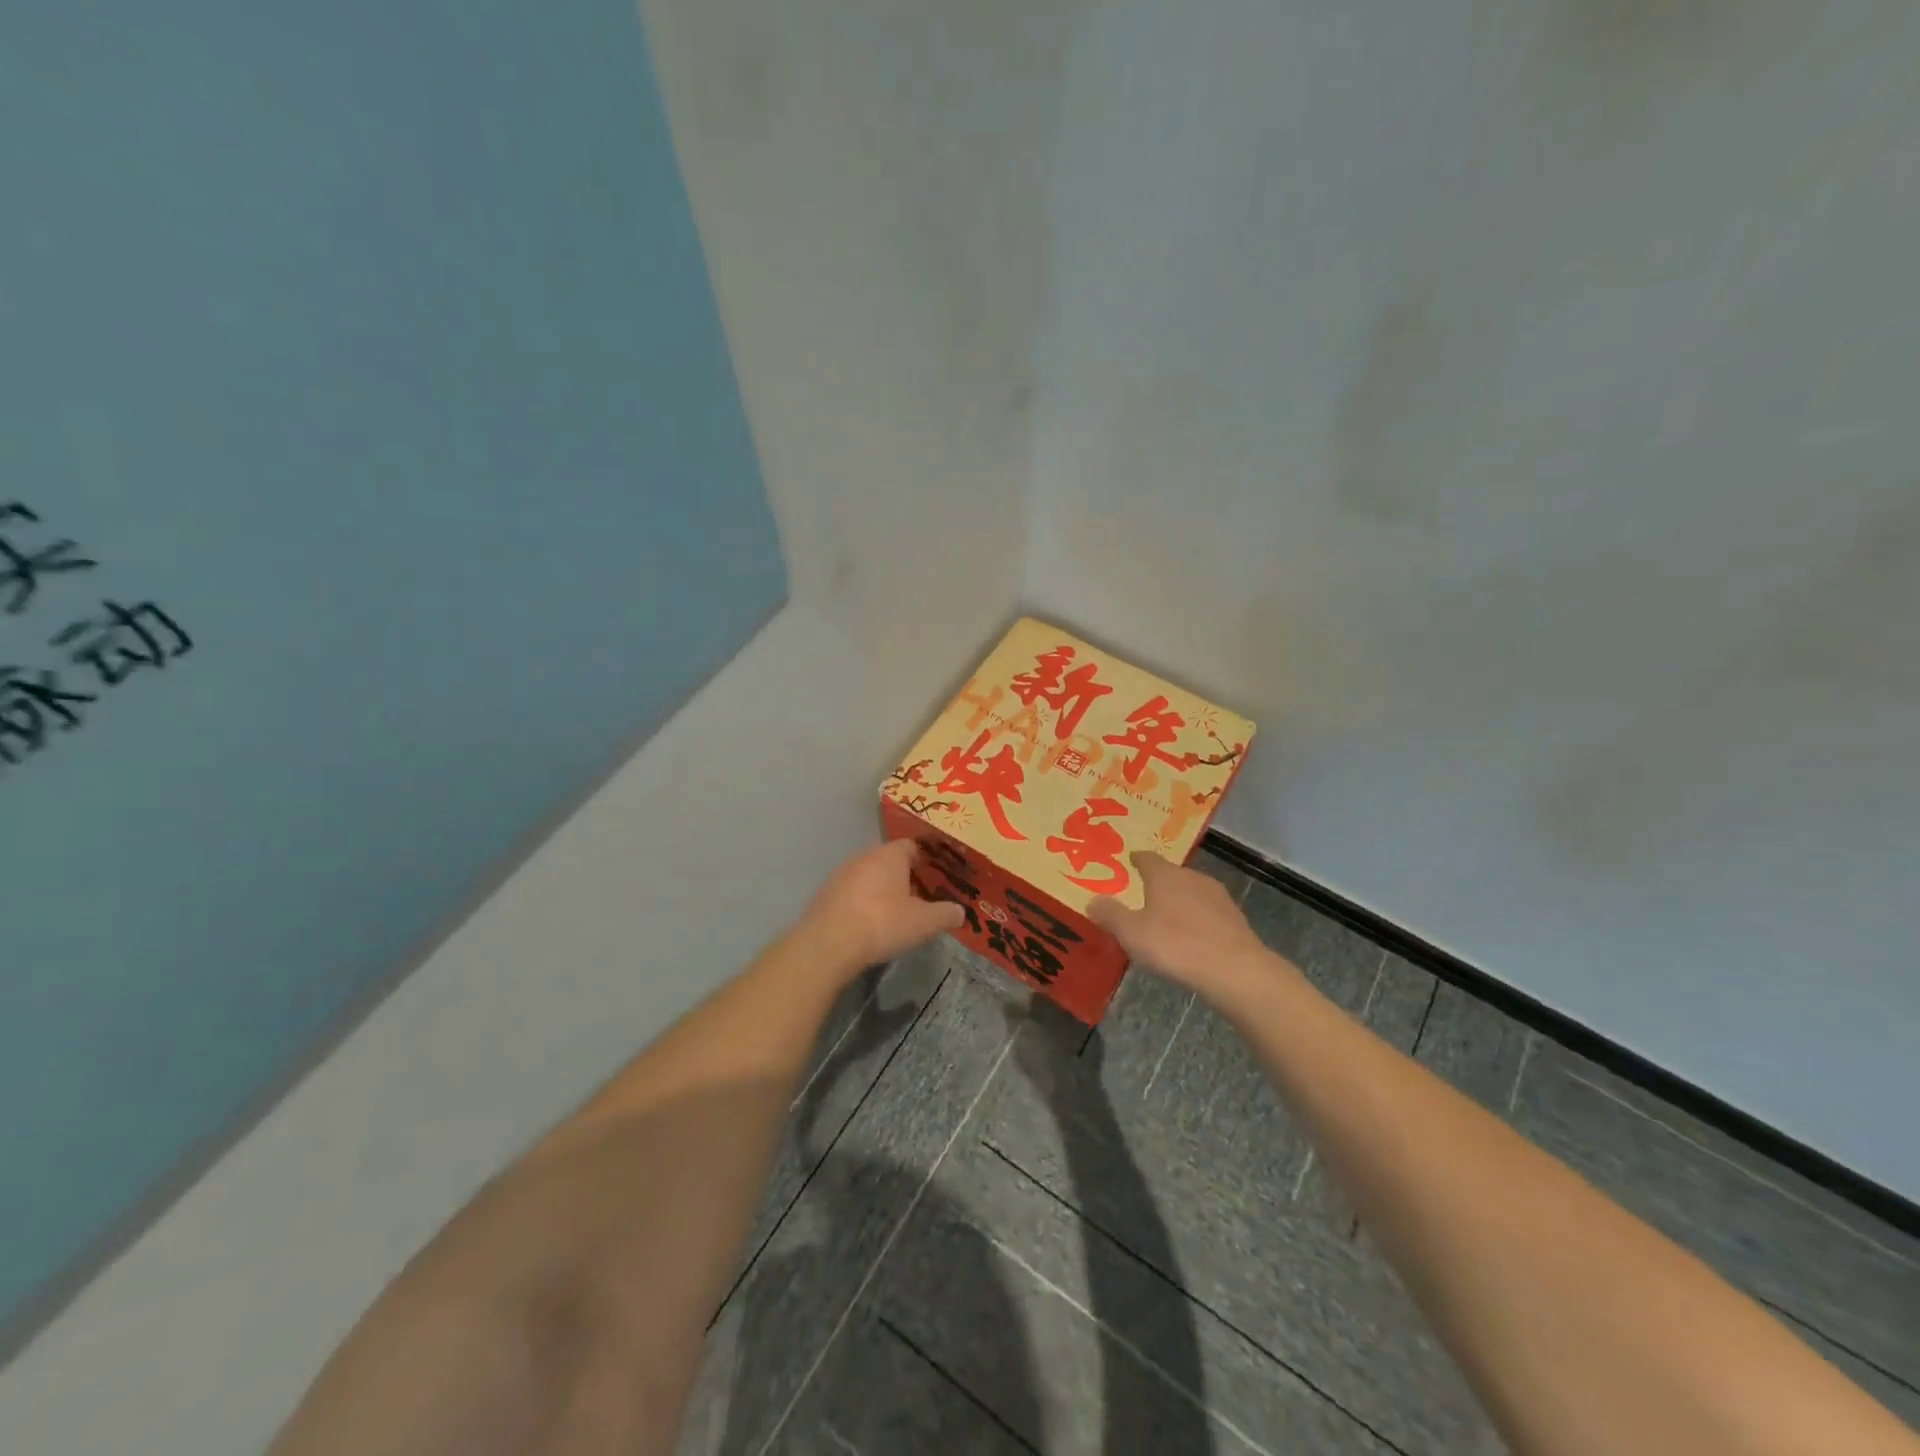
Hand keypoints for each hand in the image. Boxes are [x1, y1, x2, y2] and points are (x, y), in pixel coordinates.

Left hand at [797, 839, 965, 974]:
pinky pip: (852, 891)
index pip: (912, 845)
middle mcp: (865, 856)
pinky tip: (870, 923)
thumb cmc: (883, 923)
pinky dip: (863, 902)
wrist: (829, 943)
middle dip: (905, 876)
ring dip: (882, 889)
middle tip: (921, 897)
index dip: (927, 860)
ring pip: (870, 875)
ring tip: (896, 912)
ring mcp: (842, 873)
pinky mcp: (826, 893)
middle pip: (890, 860)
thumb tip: (960, 911)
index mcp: (890, 855)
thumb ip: (945, 914)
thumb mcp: (923, 922)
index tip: (937, 877)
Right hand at [1089, 852, 1291, 1006]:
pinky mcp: (1235, 919)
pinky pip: (1208, 913)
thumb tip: (1092, 900)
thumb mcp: (1131, 933)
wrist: (1235, 970)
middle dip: (1157, 883)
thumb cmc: (1175, 945)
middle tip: (1142, 894)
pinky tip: (1191, 937)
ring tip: (1166, 918)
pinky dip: (1197, 920)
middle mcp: (1192, 877)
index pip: (1147, 858)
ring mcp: (1217, 897)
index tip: (1129, 861)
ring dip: (1179, 902)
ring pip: (1191, 893)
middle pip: (1171, 874)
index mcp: (1165, 875)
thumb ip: (1110, 914)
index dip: (1137, 860)